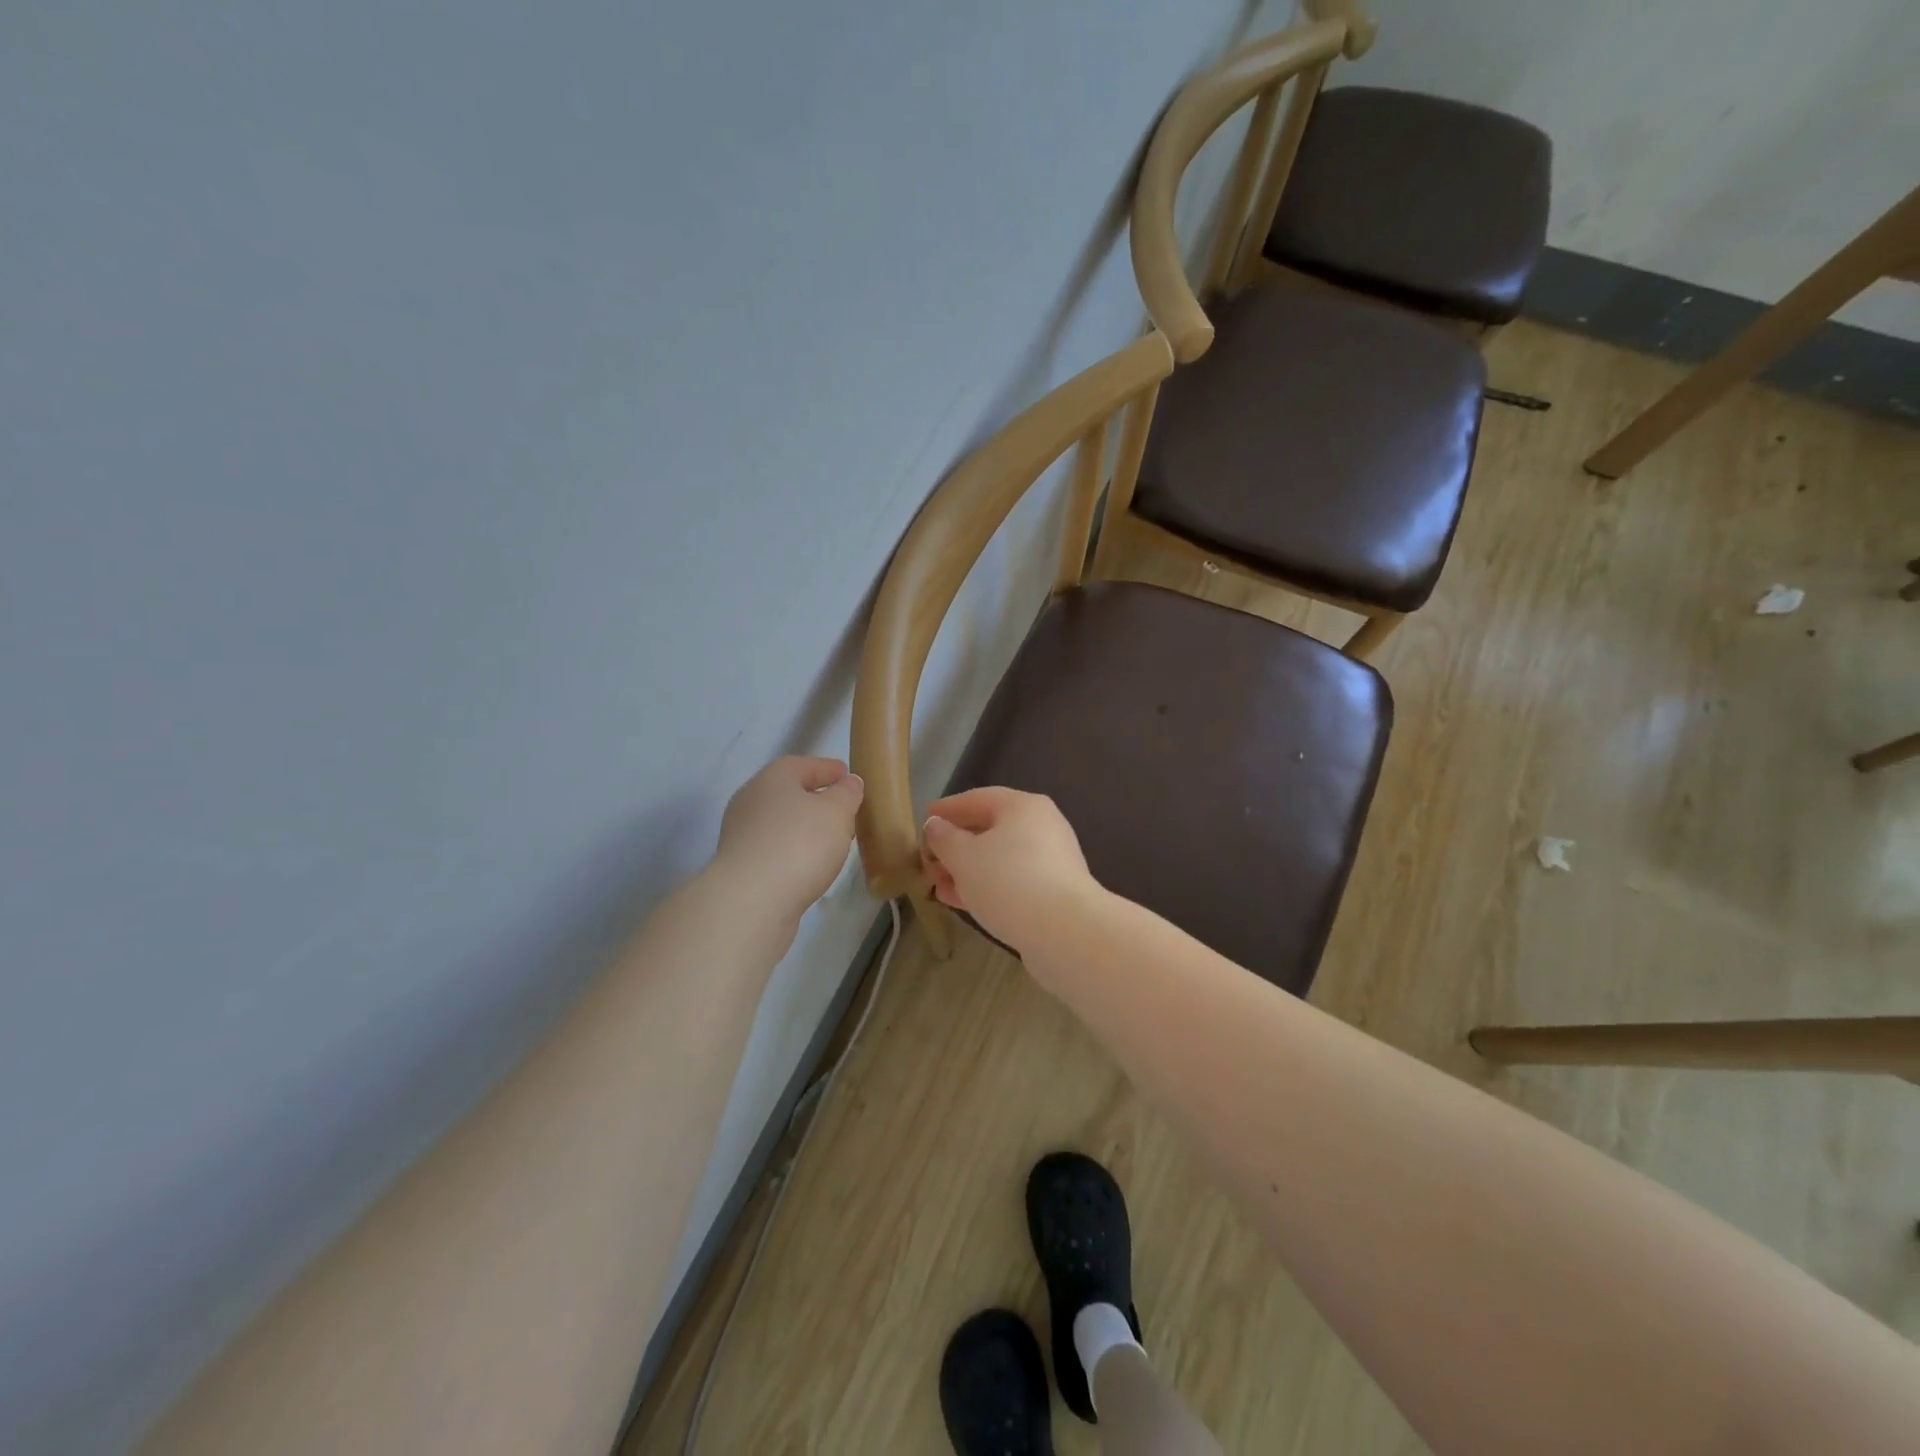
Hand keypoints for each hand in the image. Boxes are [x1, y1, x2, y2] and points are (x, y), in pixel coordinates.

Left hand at [715, 757, 863, 925]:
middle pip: (788, 793)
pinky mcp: (739, 866)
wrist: (751, 901)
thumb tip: (849, 782)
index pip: (804, 765)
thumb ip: (847, 794)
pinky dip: (792, 851)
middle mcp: (751, 800)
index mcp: (773, 778)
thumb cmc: (800, 844)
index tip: (848, 776)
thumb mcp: (836, 813)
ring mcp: (741, 834)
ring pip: (779, 822)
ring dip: (803, 827)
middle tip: (843, 809)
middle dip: (815, 799)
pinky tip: (809, 864)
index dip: (828, 769)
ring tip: (831, 840)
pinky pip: (773, 849)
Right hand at [921, 787, 1099, 954]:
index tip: (925, 818)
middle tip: (928, 858)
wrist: (1064, 931)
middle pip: (991, 829)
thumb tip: (936, 825)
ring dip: (967, 870)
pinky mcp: (1053, 893)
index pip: (979, 798)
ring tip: (937, 884)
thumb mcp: (964, 856)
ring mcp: (1051, 861)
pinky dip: (985, 887)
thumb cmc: (1008, 880)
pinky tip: (960, 901)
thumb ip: (945, 838)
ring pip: (1000, 859)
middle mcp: (1042, 827)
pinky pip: (1011, 882)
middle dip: (956, 845)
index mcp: (1023, 806)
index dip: (948, 808)